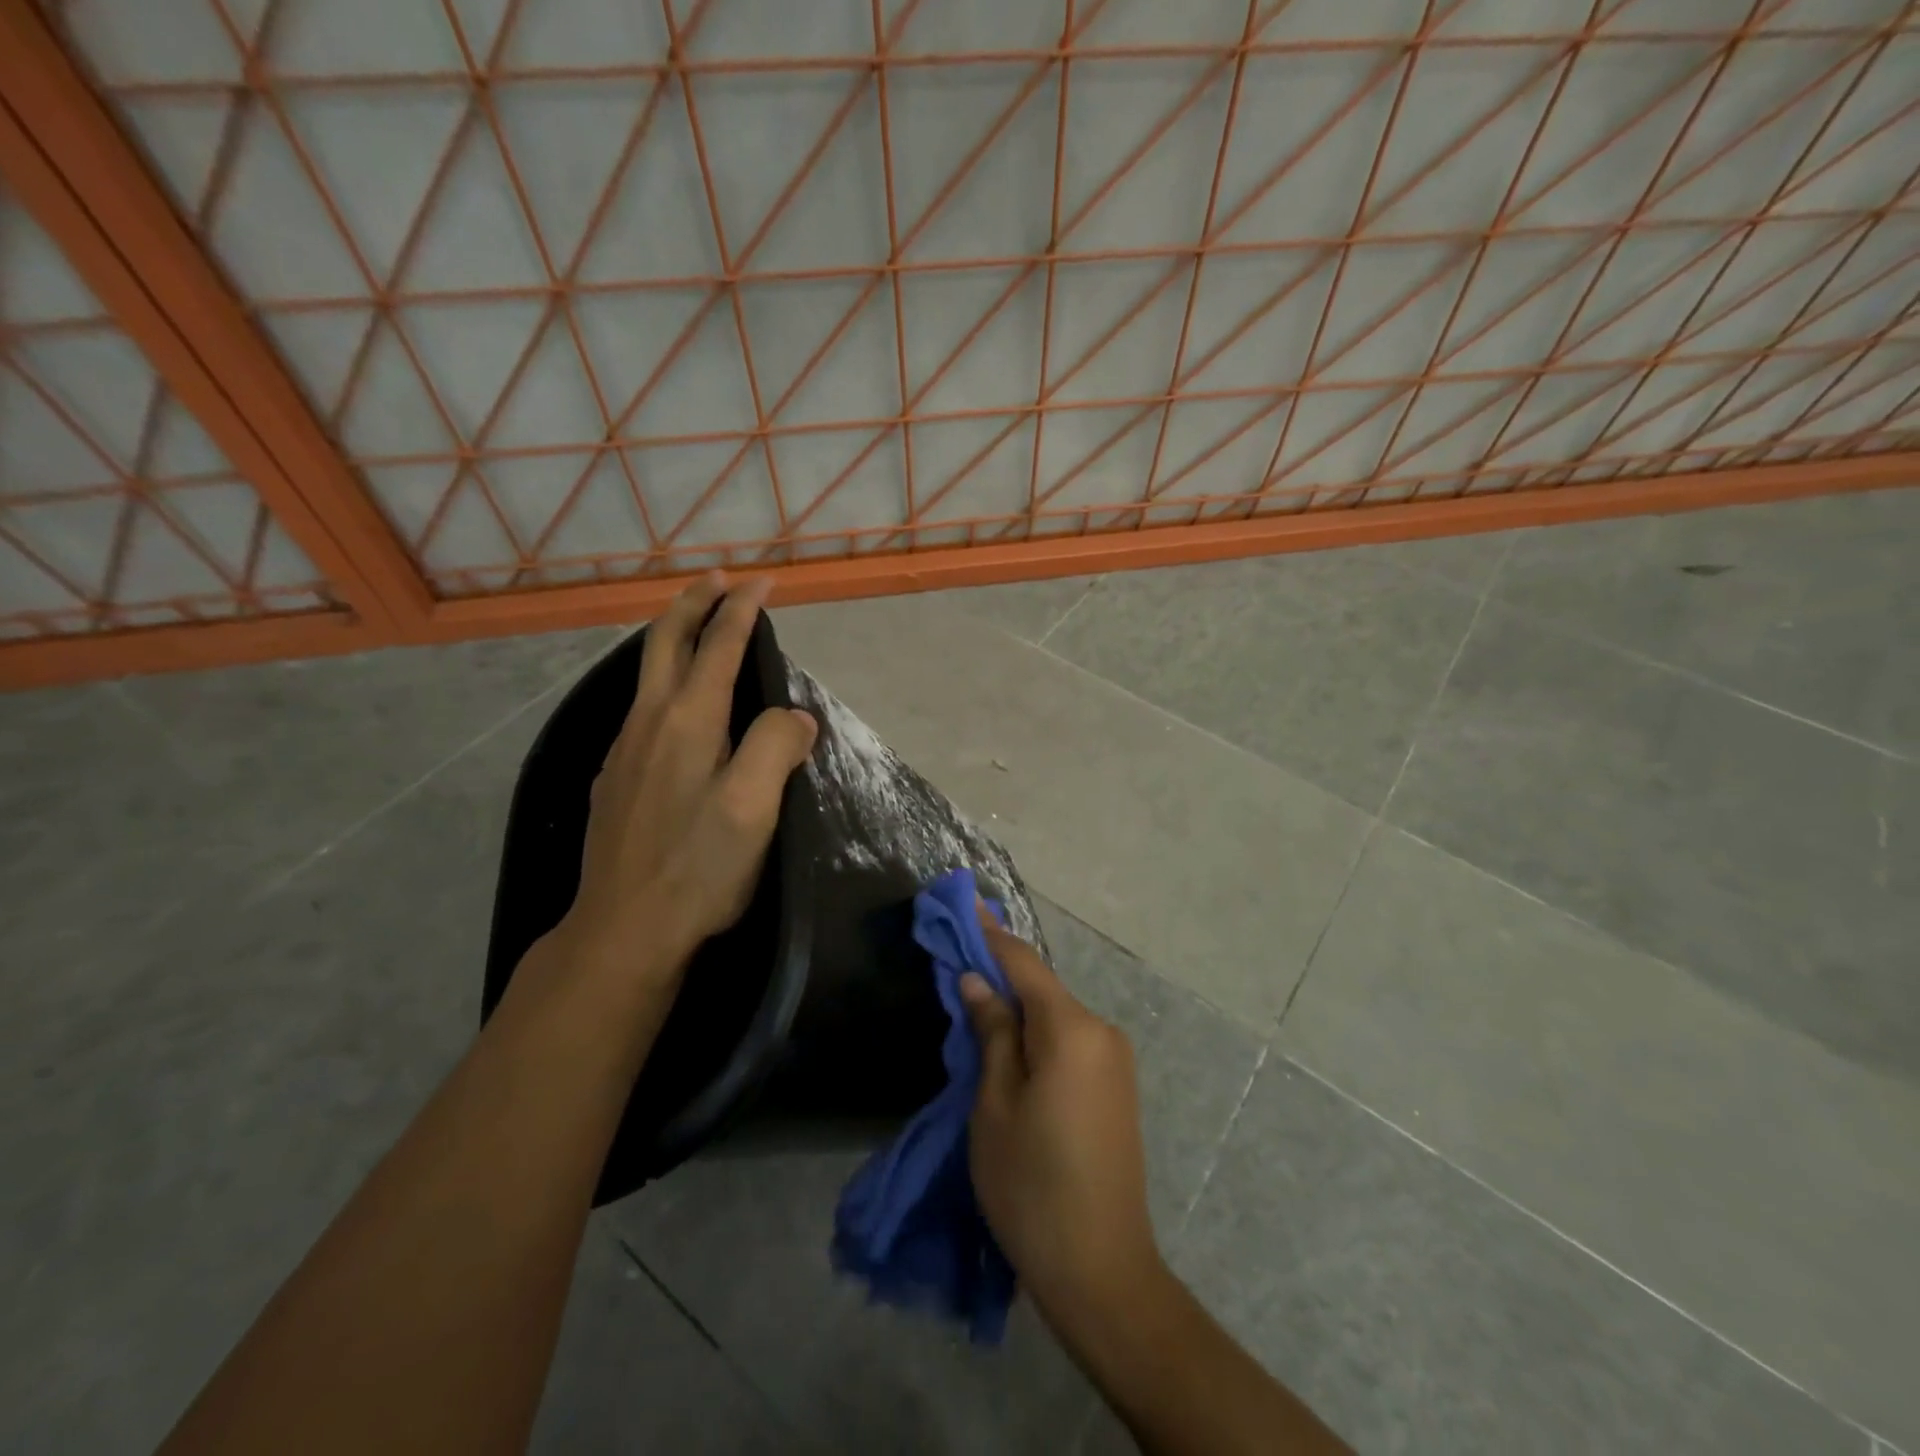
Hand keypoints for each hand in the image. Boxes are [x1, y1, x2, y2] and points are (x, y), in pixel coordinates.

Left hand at [558, 573, 816, 980]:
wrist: (624, 929)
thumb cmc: (699, 867)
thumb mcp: (754, 807)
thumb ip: (776, 746)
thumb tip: (793, 717)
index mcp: (687, 721)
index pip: (718, 645)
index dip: (741, 609)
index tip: (761, 581)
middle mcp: (648, 722)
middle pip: (665, 642)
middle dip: (693, 603)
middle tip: (717, 579)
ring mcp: (624, 750)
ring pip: (646, 674)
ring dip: (673, 638)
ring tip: (697, 630)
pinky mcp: (614, 779)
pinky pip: (640, 708)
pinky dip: (662, 681)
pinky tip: (673, 706)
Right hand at [960, 914, 1163, 1334]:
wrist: (1102, 1271)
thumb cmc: (1032, 1186)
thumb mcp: (995, 1106)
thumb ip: (991, 1033)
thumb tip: (977, 981)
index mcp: (1072, 1029)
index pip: (1023, 963)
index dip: (990, 933)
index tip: (964, 901)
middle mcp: (1102, 1031)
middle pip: (1041, 988)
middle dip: (999, 974)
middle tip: (955, 963)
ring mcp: (1115, 1059)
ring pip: (1055, 1015)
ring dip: (1017, 1008)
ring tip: (974, 1008)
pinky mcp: (1116, 1086)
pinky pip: (1069, 1040)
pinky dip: (1037, 1033)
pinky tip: (1010, 1046)